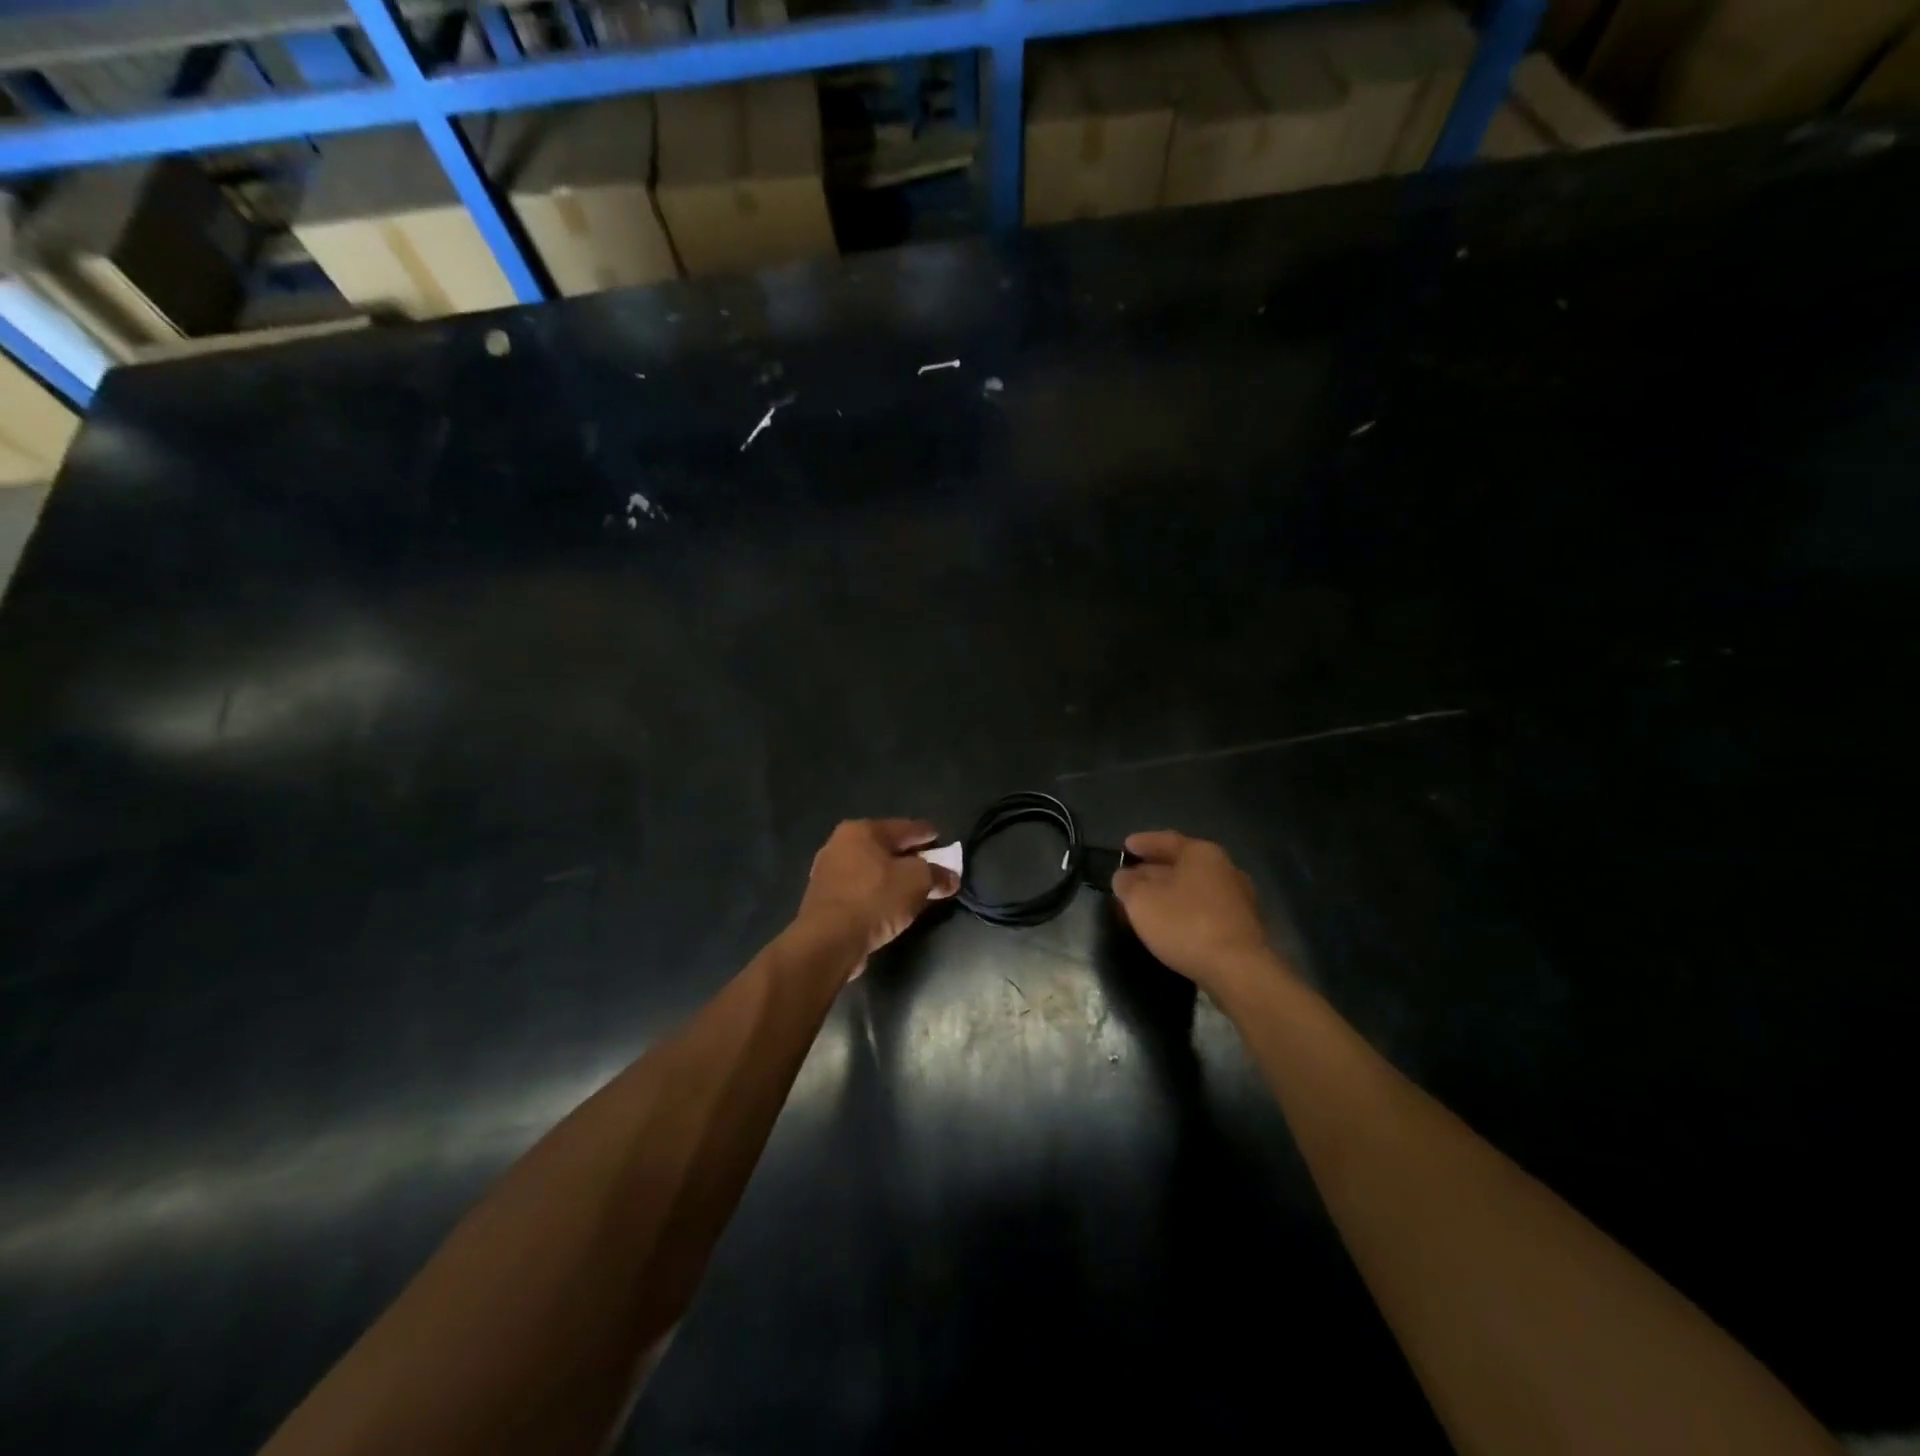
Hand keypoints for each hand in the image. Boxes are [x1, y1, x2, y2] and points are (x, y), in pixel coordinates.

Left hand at [795, 819, 958, 962]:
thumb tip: (951, 878)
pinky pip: (860, 890)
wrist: (828, 940)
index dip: (926, 834)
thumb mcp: (917, 882)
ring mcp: (828, 872)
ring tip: (913, 890)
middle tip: (932, 866)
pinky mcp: (824, 899)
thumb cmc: (875, 899)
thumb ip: (937, 875)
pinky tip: (889, 907)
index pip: (904, 827)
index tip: (942, 839)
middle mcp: (840, 844)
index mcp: (862, 830)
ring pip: (872, 870)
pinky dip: (877, 894)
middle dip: (910, 857)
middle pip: (886, 847)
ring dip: (893, 878)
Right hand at [1111, 831, 1280, 997]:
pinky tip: (1171, 924)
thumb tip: (1125, 877)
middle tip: (1131, 877)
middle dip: (1154, 870)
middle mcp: (1225, 869)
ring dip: (1169, 893)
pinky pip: (1205, 910)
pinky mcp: (1242, 927)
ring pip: (1194, 888)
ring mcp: (1238, 899)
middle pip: (1182, 864)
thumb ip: (1127, 884)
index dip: (1143, 843)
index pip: (1166, 840)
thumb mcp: (1141, 900)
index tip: (1125, 847)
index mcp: (1202, 853)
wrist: (1238, 970)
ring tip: (1147, 903)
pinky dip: (1185, 911)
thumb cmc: (1186, 924)